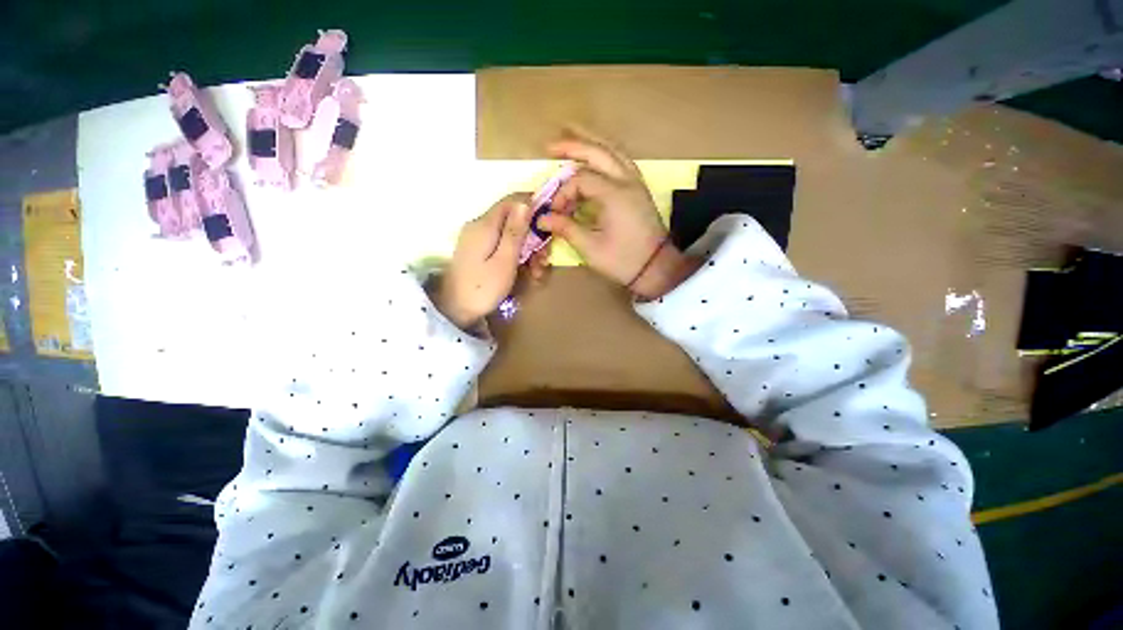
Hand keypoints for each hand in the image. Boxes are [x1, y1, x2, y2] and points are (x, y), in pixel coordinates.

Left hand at [433, 194, 532, 328]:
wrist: (455, 310)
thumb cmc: (483, 288)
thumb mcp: (504, 261)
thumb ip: (515, 232)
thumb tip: (525, 203)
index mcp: (485, 225)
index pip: (512, 201)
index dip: (533, 206)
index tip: (550, 222)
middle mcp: (479, 226)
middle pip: (512, 220)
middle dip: (532, 236)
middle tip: (544, 259)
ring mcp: (477, 239)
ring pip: (509, 235)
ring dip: (527, 250)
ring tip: (537, 272)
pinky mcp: (477, 251)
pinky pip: (501, 245)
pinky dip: (516, 255)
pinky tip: (526, 272)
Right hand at [537, 131, 695, 299]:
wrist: (656, 268)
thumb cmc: (623, 261)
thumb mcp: (591, 248)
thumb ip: (566, 228)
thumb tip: (542, 219)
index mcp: (614, 195)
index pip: (580, 179)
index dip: (562, 193)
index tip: (554, 213)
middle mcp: (627, 181)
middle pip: (598, 152)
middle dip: (573, 146)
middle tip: (550, 146)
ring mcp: (636, 183)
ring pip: (613, 151)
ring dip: (592, 143)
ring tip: (572, 138)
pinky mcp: (639, 189)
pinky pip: (622, 161)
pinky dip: (606, 155)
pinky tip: (596, 158)